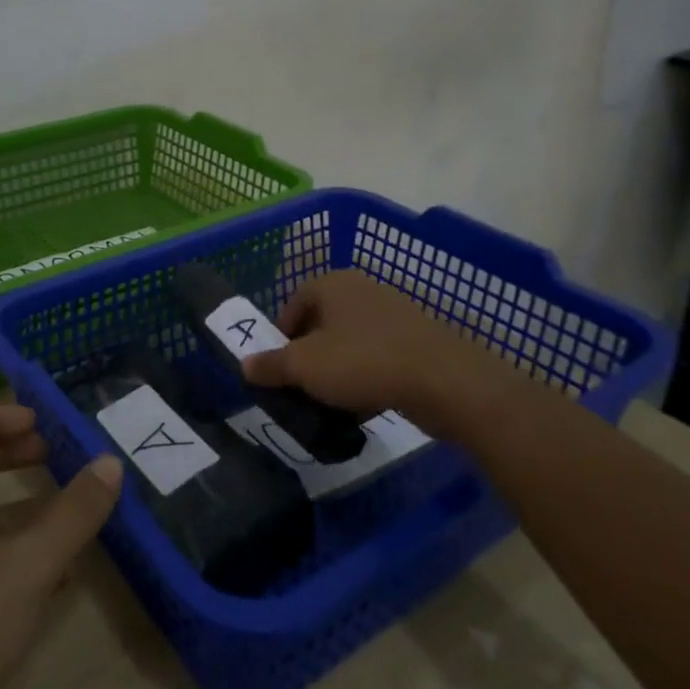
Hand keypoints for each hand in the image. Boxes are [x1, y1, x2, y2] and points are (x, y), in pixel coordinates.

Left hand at [0, 405, 122, 688]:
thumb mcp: (28, 566)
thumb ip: (72, 514)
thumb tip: (109, 463)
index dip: (1, 416)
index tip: (41, 423)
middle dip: (10, 455)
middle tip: (54, 456)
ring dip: (13, 506)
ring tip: (61, 513)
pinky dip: (5, 550)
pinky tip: (47, 579)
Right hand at [243, 269, 514, 427]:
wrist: (445, 380)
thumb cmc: (363, 362)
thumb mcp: (305, 367)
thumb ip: (271, 365)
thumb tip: (244, 364)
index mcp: (332, 283)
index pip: (294, 302)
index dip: (281, 335)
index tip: (279, 367)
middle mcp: (361, 289)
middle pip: (322, 321)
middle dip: (309, 354)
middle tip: (302, 386)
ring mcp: (393, 312)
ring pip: (350, 340)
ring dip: (338, 368)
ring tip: (332, 401)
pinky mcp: (417, 339)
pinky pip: (378, 355)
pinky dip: (367, 376)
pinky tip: (365, 405)